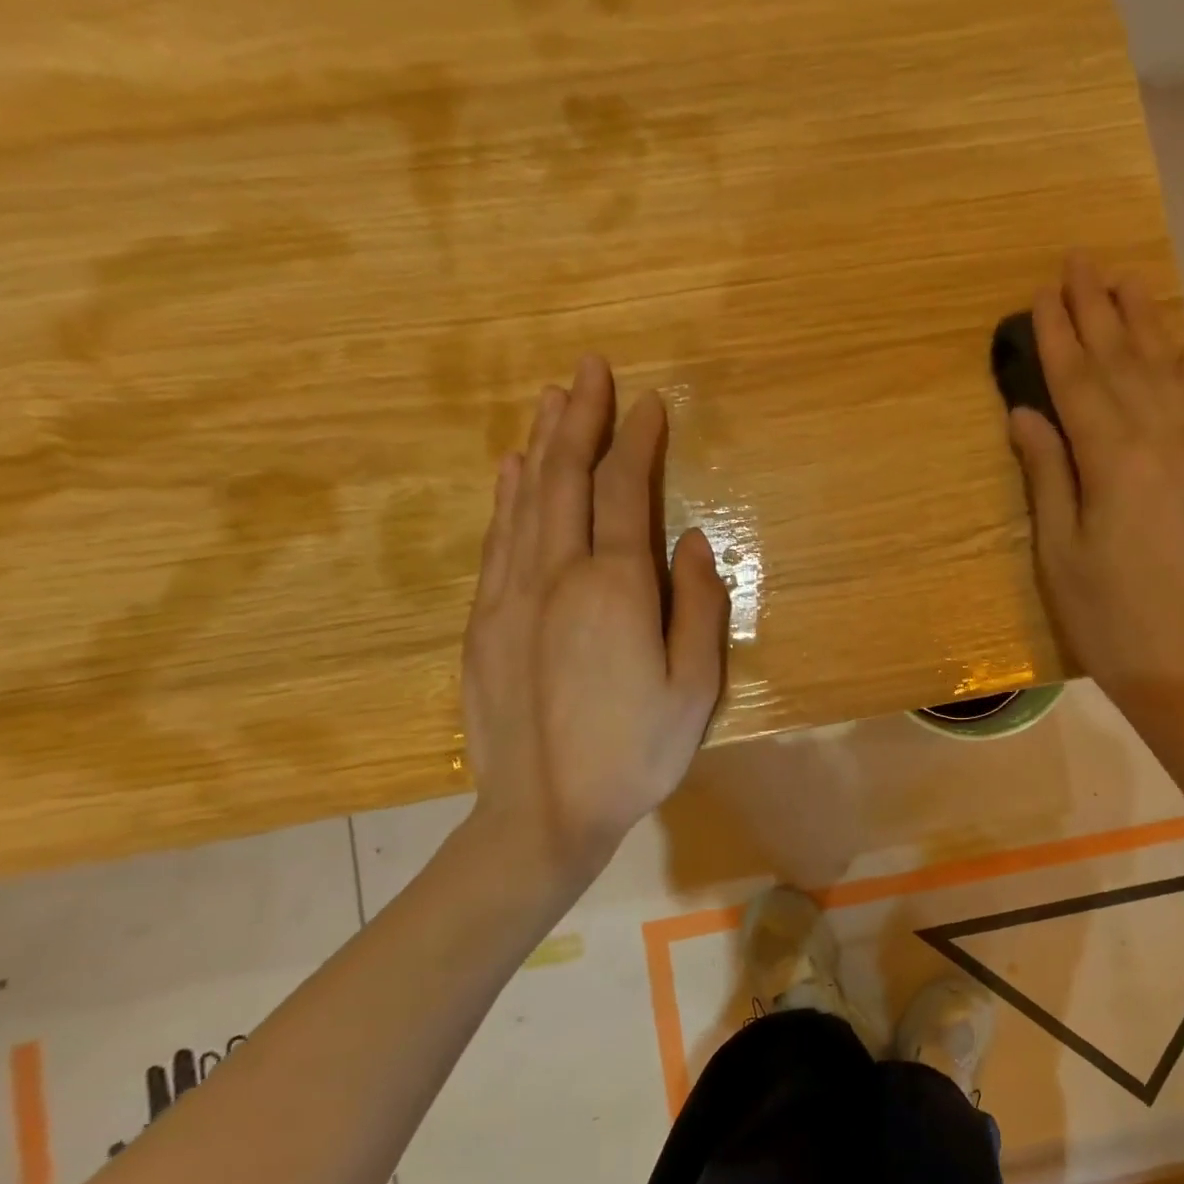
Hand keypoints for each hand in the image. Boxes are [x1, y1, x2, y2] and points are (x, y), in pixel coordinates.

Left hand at [461, 355, 729, 897]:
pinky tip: (512, 471)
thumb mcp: (695, 689)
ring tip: (551, 400)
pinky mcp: (484, 622)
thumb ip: (699, 608)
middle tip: (589, 369)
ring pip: (525, 501)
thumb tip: (698, 541)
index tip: (649, 403)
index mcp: (614, 590)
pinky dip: (507, 496)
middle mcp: (556, 576)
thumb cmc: (636, 754)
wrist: (543, 814)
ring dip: (542, 444)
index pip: (626, 493)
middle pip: (567, 479)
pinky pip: (496, 540)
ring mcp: (511, 596)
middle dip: (581, 419)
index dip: (637, 442)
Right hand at [1007, 253, 1183, 718]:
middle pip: (1124, 364)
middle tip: (1080, 259)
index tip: (1041, 291)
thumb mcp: (1059, 554)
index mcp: (1114, 462)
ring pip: (1167, 375)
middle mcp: (1161, 443)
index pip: (1078, 382)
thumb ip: (1047, 476)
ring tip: (1128, 279)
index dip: (1057, 335)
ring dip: (1145, 324)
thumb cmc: (1108, 620)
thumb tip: (1027, 413)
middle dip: (1098, 310)